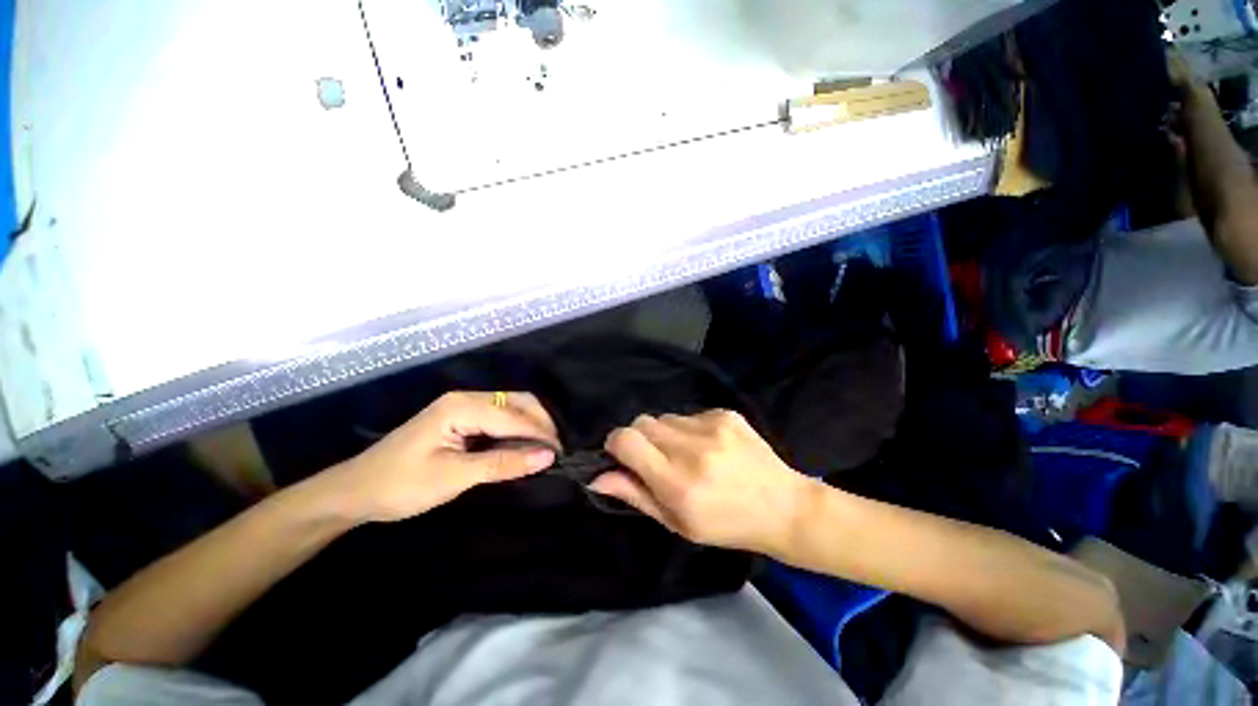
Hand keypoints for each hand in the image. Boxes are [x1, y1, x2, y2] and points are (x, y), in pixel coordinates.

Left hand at [332, 391, 560, 522]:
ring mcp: (464, 406)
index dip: (540, 435)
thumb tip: (547, 457)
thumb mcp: (454, 476)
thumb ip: (503, 463)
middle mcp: (467, 398)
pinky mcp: (462, 418)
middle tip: (556, 452)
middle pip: (518, 402)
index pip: (514, 416)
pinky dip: (517, 430)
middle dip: (541, 424)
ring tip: (545, 450)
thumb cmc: (401, 485)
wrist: (355, 491)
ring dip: (531, 426)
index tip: (561, 455)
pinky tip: (524, 446)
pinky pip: (500, 418)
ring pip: (512, 408)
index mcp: (462, 406)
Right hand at [591, 410, 815, 554]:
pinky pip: (689, 415)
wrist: (784, 507)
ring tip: (688, 455)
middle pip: (642, 422)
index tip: (623, 457)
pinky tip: (709, 447)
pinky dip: (689, 429)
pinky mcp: (726, 413)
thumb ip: (635, 495)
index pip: (625, 440)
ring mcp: (712, 426)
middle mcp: (693, 449)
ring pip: (665, 418)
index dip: (616, 445)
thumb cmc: (726, 524)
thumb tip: (597, 476)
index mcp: (678, 482)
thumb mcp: (677, 522)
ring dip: (665, 435)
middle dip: (640, 440)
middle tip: (659, 461)